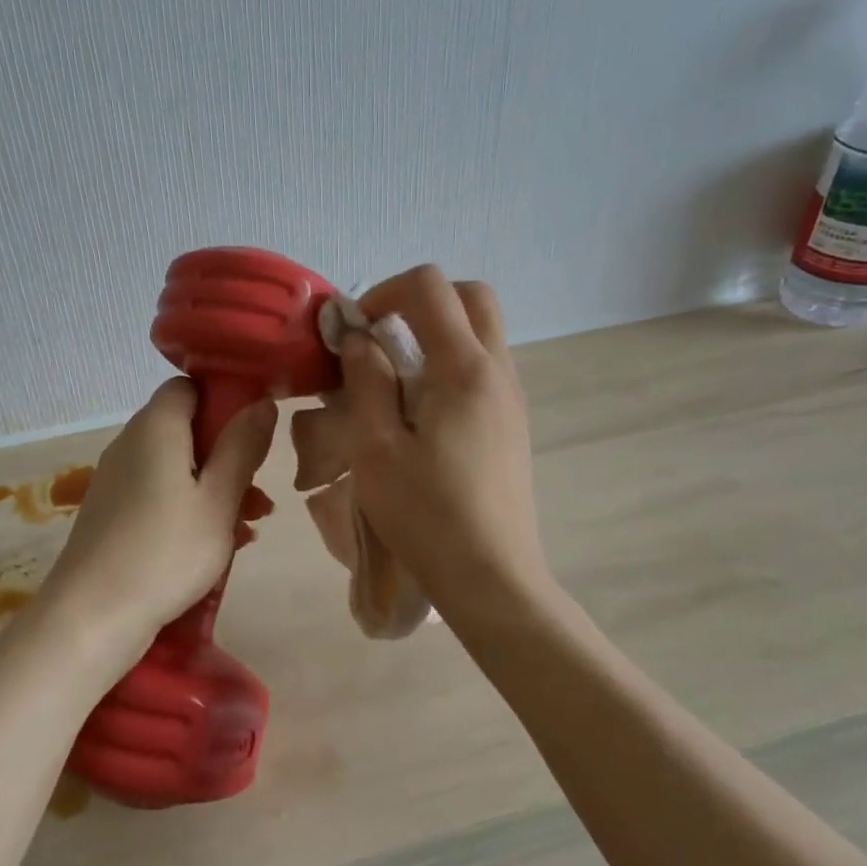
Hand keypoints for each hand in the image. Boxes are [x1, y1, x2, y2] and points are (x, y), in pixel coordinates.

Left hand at [37, 379, 276, 669]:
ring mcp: (117, 479)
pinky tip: (219, 542)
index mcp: (155, 428)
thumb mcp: (218, 500)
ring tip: (250, 522)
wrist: (91, 617)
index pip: (188, 387)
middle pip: (186, 428)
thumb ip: (242, 447)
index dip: (223, 399)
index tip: (253, 431)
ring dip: (214, 485)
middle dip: (227, 453)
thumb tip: (261, 401)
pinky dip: (190, 506)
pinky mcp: (112, 512)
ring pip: (176, 465)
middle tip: (257, 489)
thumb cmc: (165, 552)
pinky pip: (160, 493)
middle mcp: (130, 444)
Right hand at [333, 266, 549, 616]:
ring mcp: (511, 398)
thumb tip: (360, 338)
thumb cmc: (426, 516)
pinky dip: (450, 362)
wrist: (492, 578)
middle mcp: (498, 371)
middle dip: (420, 300)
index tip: (354, 331)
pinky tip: (419, 411)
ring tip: (393, 378)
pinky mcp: (512, 423)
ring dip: (436, 332)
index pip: (431, 287)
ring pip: (481, 331)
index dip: (384, 291)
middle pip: (471, 296)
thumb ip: (367, 382)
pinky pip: (483, 367)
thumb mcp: (376, 448)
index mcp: (464, 370)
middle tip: (380, 337)